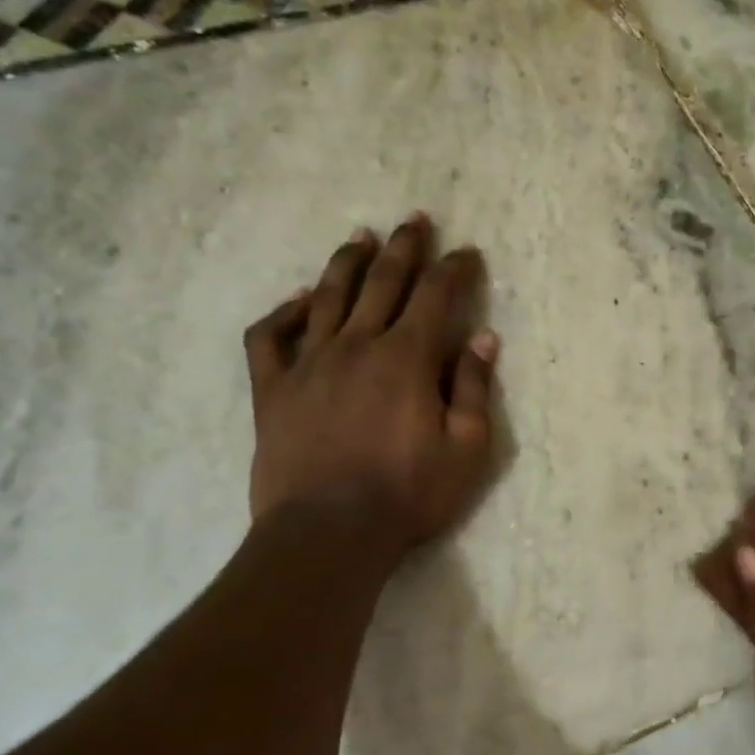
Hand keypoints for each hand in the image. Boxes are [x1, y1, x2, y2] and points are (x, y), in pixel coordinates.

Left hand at [244, 214, 498, 560]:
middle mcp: (357, 345)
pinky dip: (285, 312)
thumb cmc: (407, 495)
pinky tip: (300, 300)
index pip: (436, 296)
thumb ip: (474, 388)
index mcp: (407, 358)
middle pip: (383, 282)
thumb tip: (484, 338)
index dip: (454, 269)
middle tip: (416, 220)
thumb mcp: (466, 449)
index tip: (467, 252)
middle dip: (404, 248)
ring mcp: (308, 364)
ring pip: (328, 297)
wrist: (327, 534)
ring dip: (347, 263)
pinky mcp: (273, 390)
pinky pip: (270, 337)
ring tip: (361, 237)